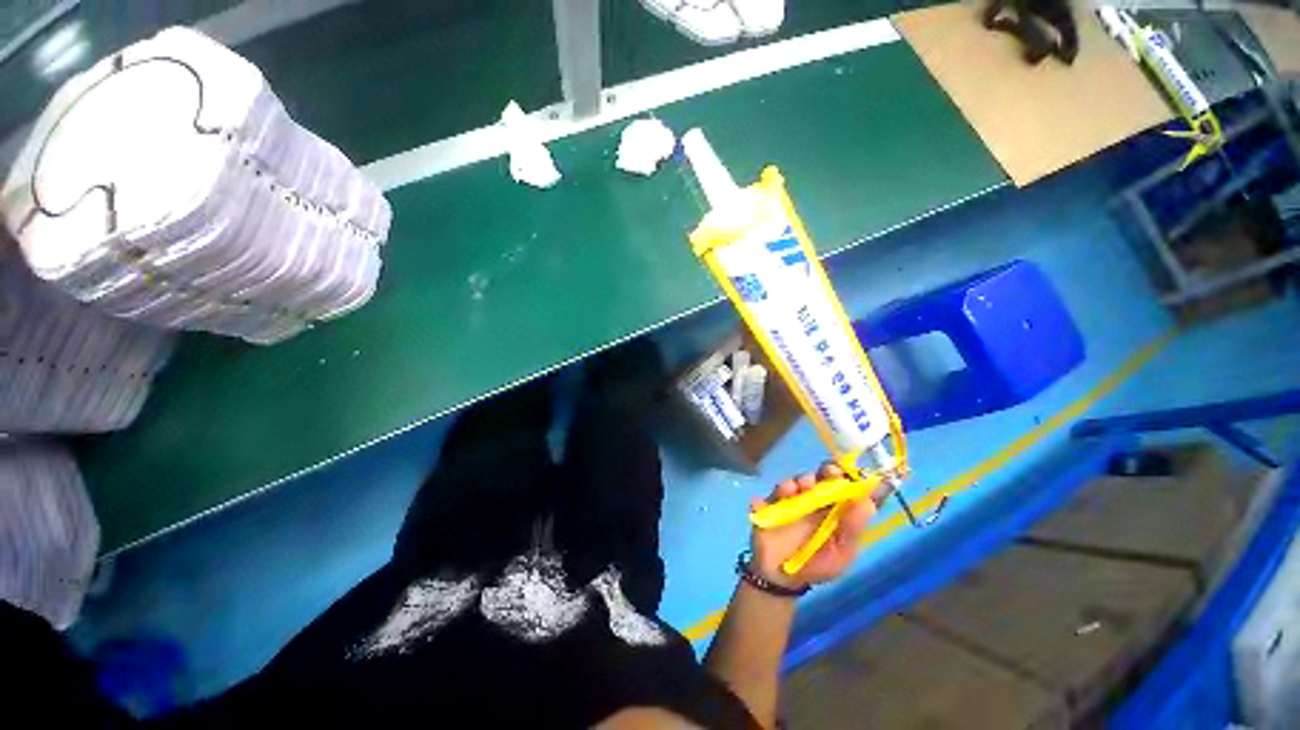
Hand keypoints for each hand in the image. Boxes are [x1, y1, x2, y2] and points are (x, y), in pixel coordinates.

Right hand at [748, 463, 876, 589]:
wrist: (784, 580)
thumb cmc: (818, 564)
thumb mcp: (842, 552)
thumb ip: (852, 528)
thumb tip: (867, 502)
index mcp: (830, 507)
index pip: (838, 484)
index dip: (842, 474)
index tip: (844, 471)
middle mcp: (809, 500)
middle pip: (815, 478)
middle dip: (820, 473)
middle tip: (822, 476)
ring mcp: (785, 503)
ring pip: (788, 486)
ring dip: (790, 485)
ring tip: (791, 490)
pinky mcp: (764, 510)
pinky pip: (760, 503)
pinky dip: (760, 503)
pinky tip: (761, 506)